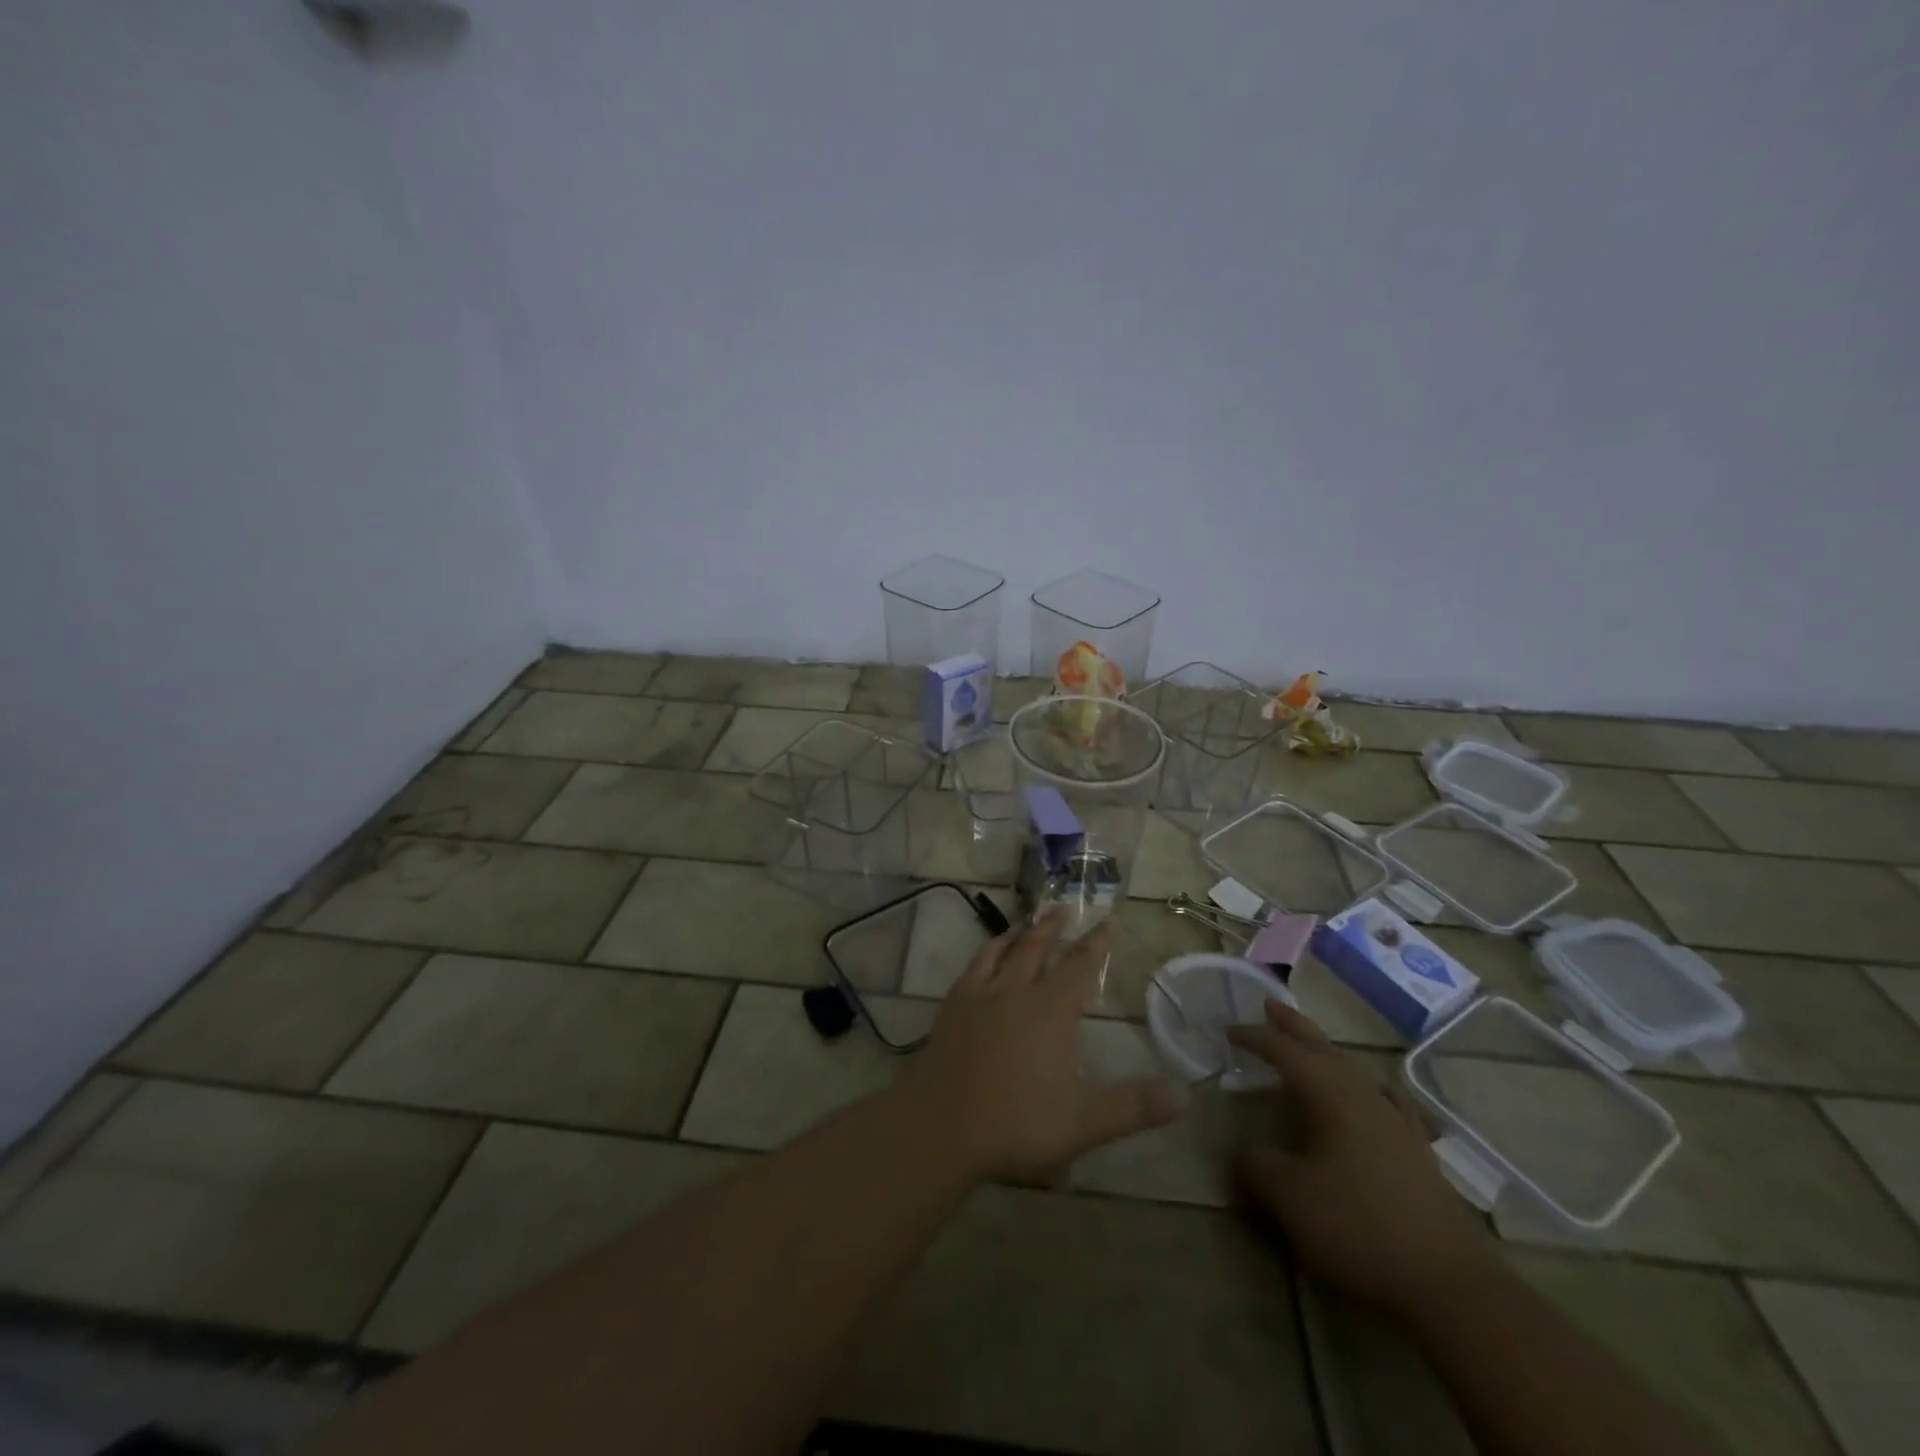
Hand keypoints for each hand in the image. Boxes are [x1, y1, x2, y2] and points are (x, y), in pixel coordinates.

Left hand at [897, 909, 1184, 1183]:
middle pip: (1038, 947)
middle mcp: (1016, 991)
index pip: (1079, 965)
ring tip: (1028, 921)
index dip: (1096, 943)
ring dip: (1020, 932)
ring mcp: (980, 995)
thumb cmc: (1015, 1125)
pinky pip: (974, 966)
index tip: (1108, 921)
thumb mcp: (1083, 1123)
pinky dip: (987, 951)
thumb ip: (1134, 1107)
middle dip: (1054, 926)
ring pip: (1004, 950)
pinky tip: (987, 956)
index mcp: (1050, 1011)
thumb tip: (1187, 1095)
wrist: (940, 1127)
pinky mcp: (952, 1006)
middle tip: (1064, 906)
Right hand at [1229, 1000, 1500, 1315]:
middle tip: (1269, 1005)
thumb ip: (1258, 1165)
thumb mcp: (1290, 1197)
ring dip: (1326, 1053)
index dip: (1255, 1038)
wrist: (1450, 1285)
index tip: (1228, 1031)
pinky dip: (1369, 1087)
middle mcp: (1364, 1096)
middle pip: (1323, 1049)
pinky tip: (1375, 1092)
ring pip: (1353, 1071)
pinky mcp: (1417, 1152)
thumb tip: (1246, 1151)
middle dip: (1293, 1027)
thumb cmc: (1359, 1227)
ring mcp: (1396, 1122)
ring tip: (1309, 1046)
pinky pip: (1386, 1100)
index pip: (1285, 1052)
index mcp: (1330, 1095)